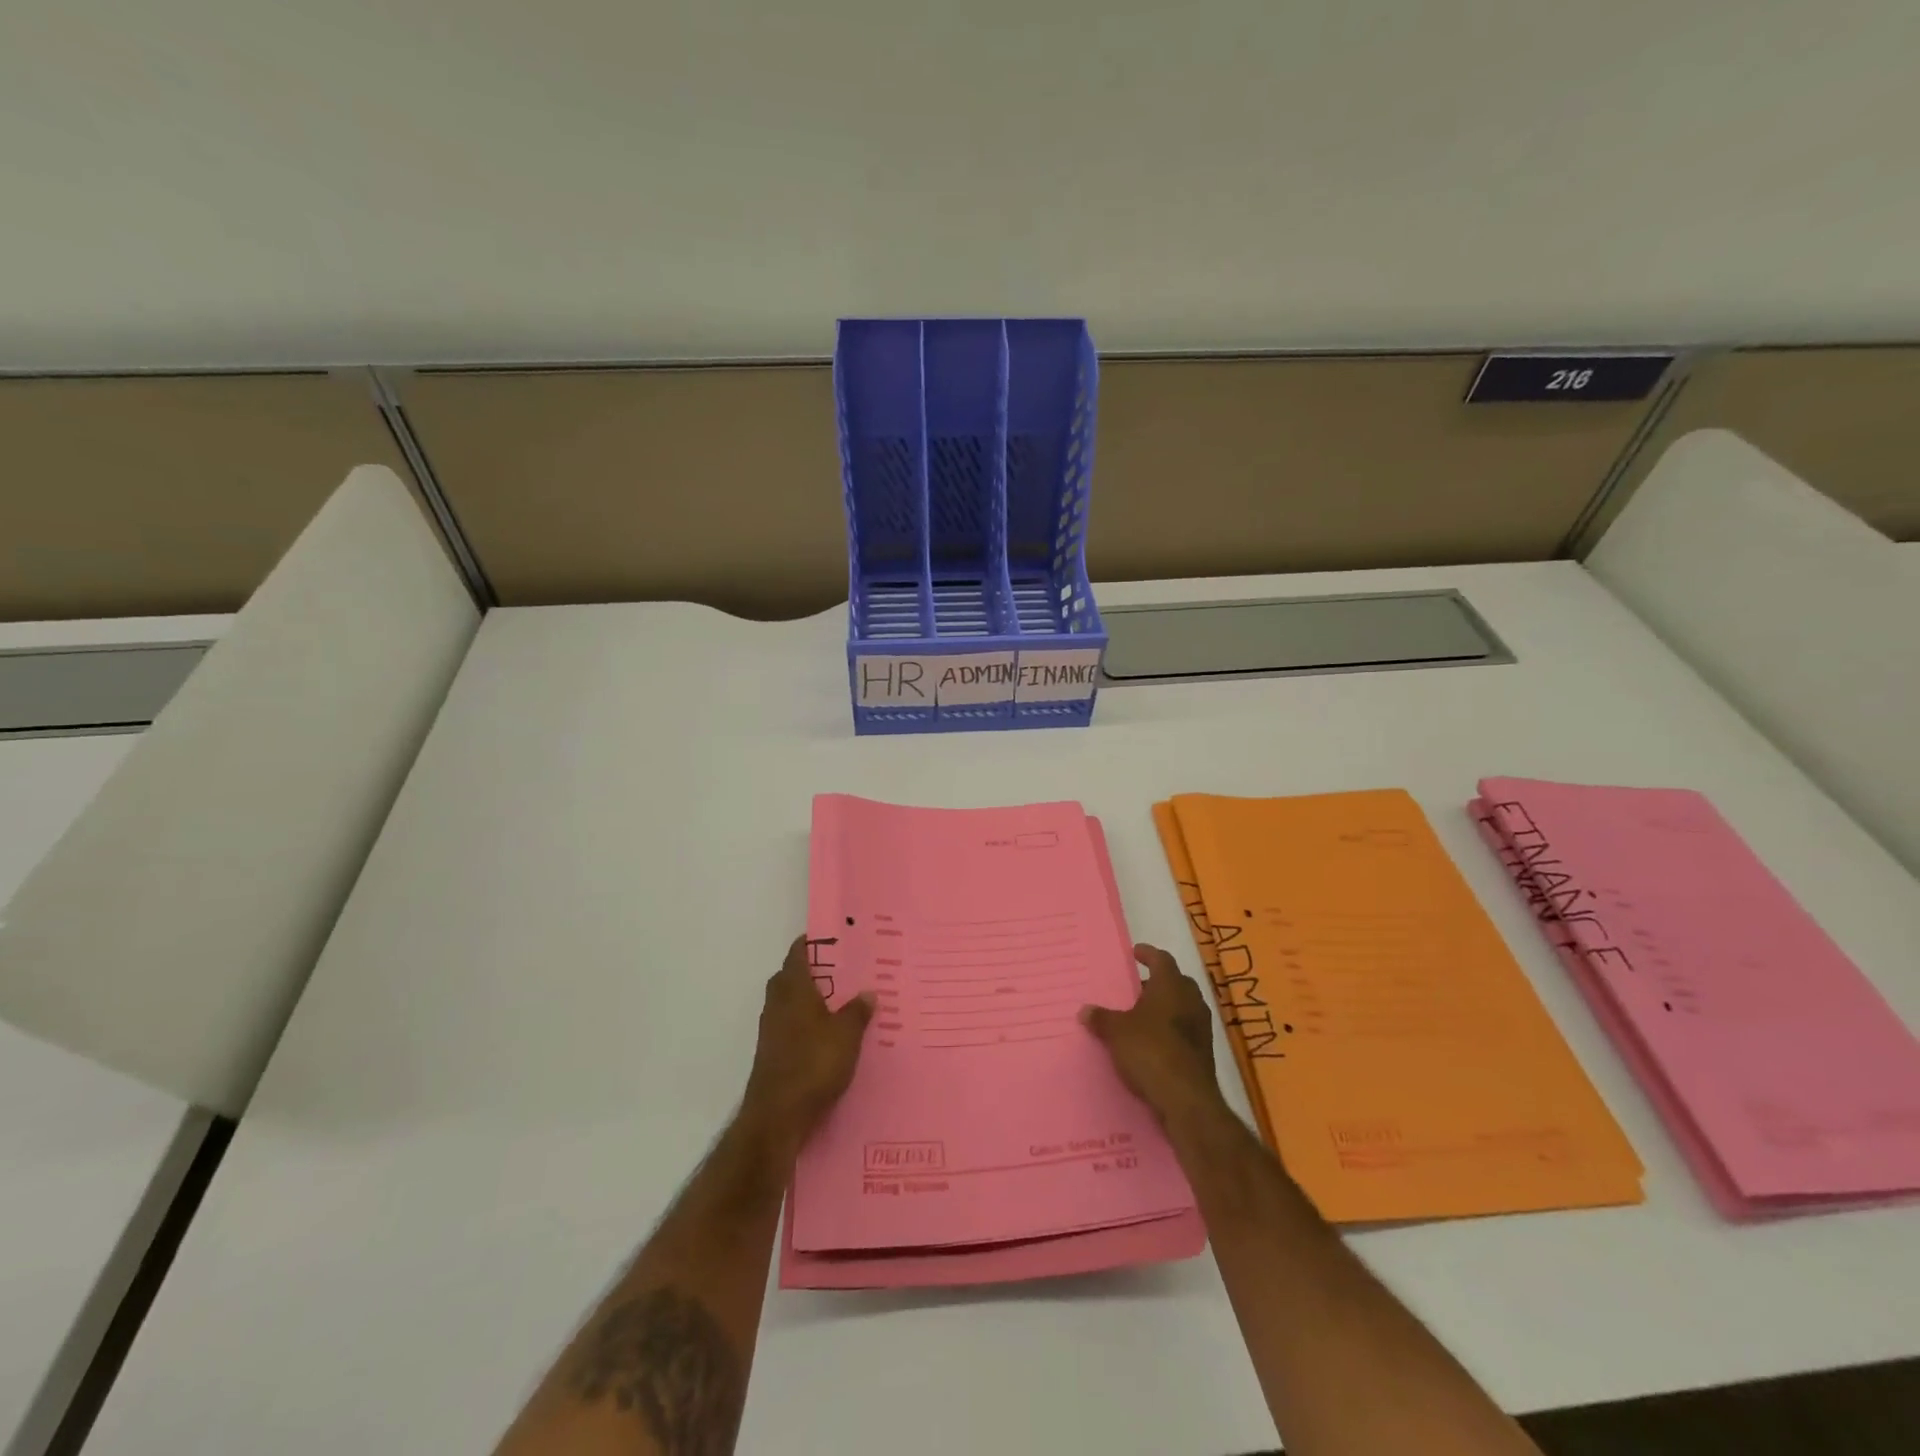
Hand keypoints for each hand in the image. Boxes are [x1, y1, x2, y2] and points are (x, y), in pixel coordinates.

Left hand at [741, 935, 875, 1152]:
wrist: (777, 1116)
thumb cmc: (813, 1064)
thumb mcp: (846, 1035)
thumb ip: (857, 1011)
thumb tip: (867, 992)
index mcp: (793, 988)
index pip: (798, 953)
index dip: (814, 942)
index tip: (834, 937)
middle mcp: (777, 1003)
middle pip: (791, 977)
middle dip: (814, 972)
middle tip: (843, 971)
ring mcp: (771, 1030)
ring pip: (790, 1003)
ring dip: (810, 1000)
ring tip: (841, 1003)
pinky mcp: (772, 1054)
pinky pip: (791, 1027)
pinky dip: (806, 1025)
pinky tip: (828, 1037)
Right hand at [1081, 944, 1226, 1126]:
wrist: (1186, 1099)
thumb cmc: (1150, 1051)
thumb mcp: (1116, 1032)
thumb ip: (1101, 1019)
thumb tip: (1085, 1010)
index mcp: (1171, 986)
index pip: (1162, 959)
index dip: (1148, 954)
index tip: (1135, 953)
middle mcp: (1191, 1001)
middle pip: (1175, 982)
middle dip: (1157, 982)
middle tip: (1136, 988)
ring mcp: (1202, 1027)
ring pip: (1183, 1006)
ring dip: (1165, 1007)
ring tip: (1142, 1015)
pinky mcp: (1204, 1052)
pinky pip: (1185, 1030)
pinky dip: (1170, 1029)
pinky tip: (1153, 1042)